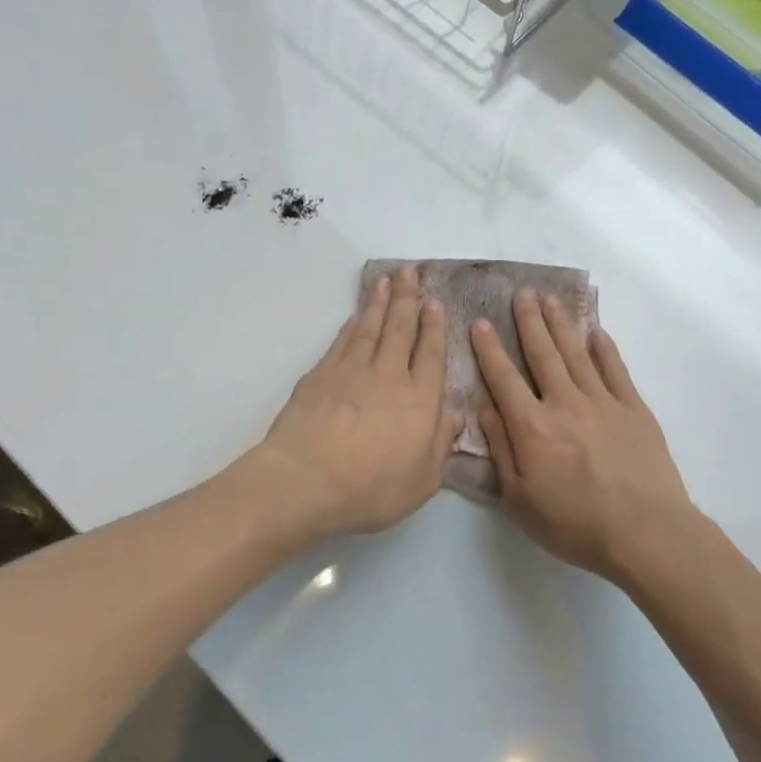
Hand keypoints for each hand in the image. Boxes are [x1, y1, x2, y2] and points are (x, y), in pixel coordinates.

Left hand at [254, 266, 460, 538]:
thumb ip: (440, 445)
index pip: (431, 354)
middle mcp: (388, 376)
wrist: (305, 480)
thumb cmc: (370, 489)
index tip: (435, 302)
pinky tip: (355, 316)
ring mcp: (351, 371)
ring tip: (386, 280)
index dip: (434, 327)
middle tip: (410, 272)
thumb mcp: (422, 481)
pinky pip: (342, 341)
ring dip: (379, 302)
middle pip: (400, 329)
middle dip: (407, 299)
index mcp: (420, 401)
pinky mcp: (320, 375)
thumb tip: (456, 415)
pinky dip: (352, 324)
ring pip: (370, 327)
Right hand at [473, 291, 697, 586]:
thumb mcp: (519, 499)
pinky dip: (604, 349)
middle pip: (542, 354)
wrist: (645, 533)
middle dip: (529, 321)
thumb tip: (485, 409)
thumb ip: (501, 450)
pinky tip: (596, 332)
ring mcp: (603, 402)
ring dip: (561, 324)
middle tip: (521, 292)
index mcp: (532, 426)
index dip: (489, 349)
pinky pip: (616, 370)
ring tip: (550, 299)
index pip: (503, 378)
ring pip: (576, 354)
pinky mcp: (635, 409)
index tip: (480, 322)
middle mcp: (564, 403)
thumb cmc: (574, 524)